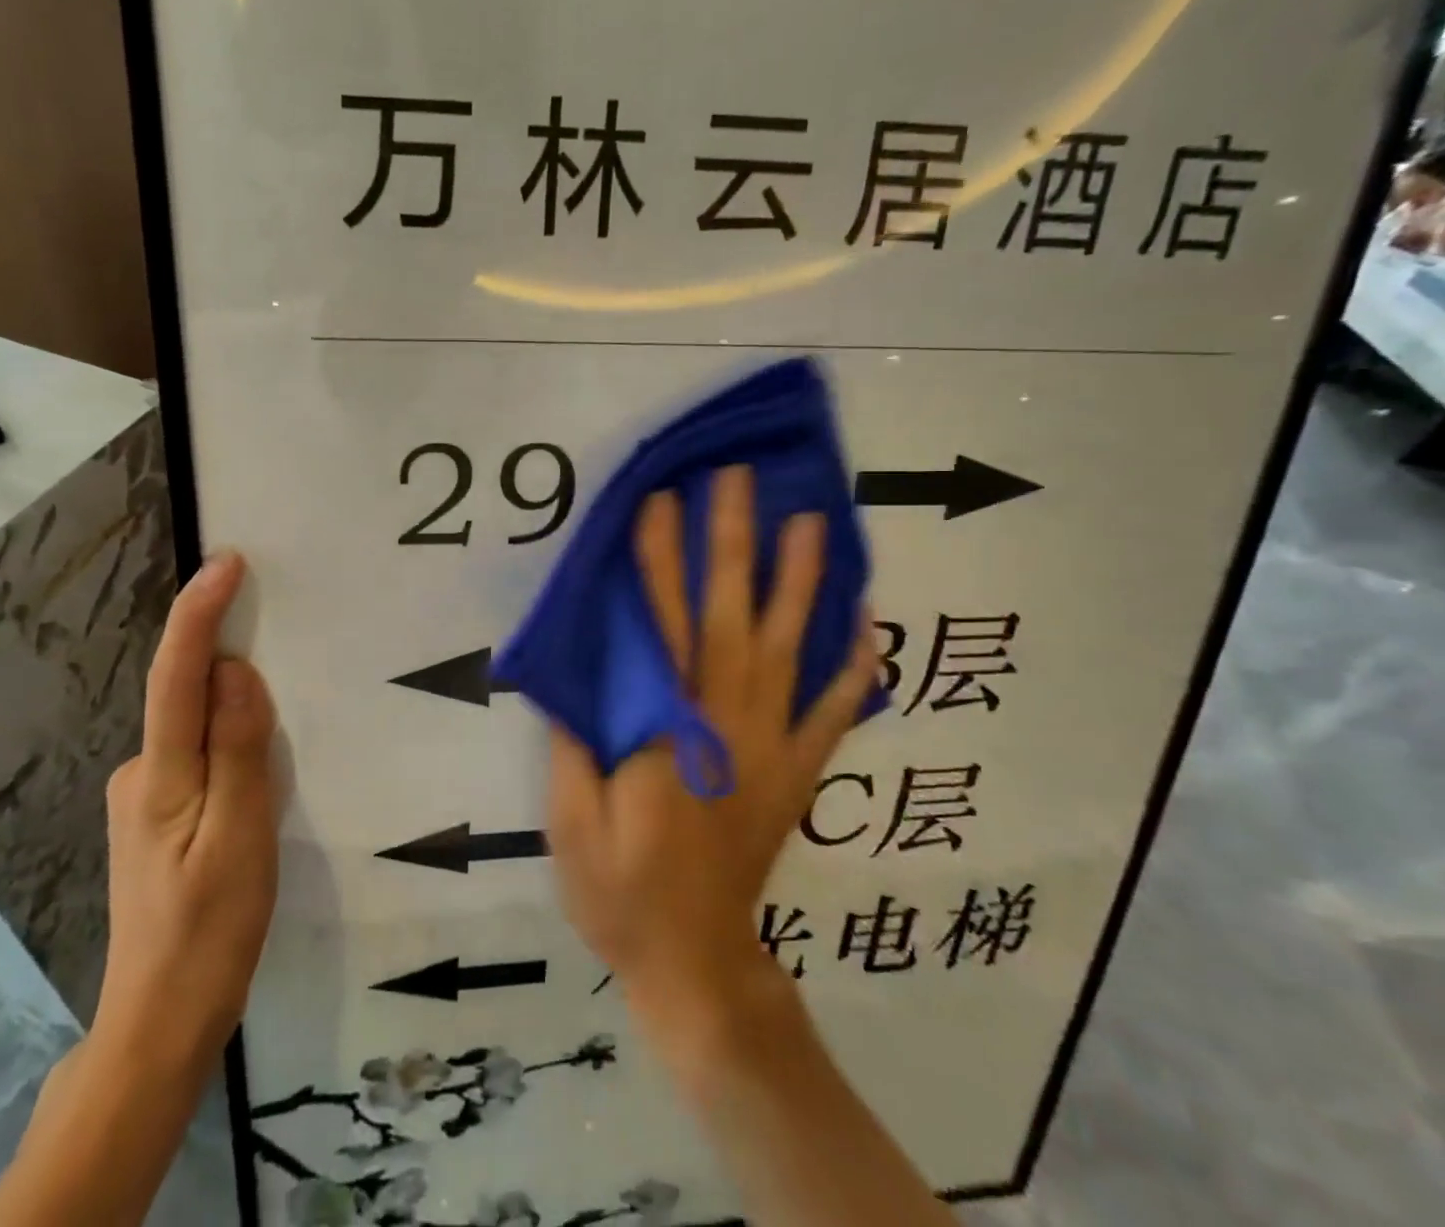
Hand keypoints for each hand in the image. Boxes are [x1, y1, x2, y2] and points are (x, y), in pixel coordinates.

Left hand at [94, 550, 276, 1071]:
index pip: (176, 676)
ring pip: (196, 729)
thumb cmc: (210, 931)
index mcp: (159, 775)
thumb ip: (237, 748)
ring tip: (280, 718)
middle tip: (280, 633)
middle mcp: (140, 772)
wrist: (161, 1022)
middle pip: (185, 695)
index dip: (199, 613)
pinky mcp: (158, 816)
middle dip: (226, 656)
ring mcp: (144, 797)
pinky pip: (199, 756)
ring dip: (233, 710)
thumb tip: (234, 670)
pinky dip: (228, 744)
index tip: (227, 562)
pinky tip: (257, 773)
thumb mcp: (241, 836)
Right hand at [547, 466, 875, 1034]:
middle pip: (729, 617)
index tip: (660, 501)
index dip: (656, 561)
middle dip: (733, 543)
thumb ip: (578, 741)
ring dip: (801, 582)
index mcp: (663, 733)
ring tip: (812, 523)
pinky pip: (835, 713)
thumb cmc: (621, 892)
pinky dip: (856, 667)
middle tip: (739, 481)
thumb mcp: (572, 822)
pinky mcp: (797, 773)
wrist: (695, 963)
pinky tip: (872, 624)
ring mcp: (771, 748)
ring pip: (789, 650)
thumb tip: (580, 670)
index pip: (657, 627)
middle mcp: (724, 725)